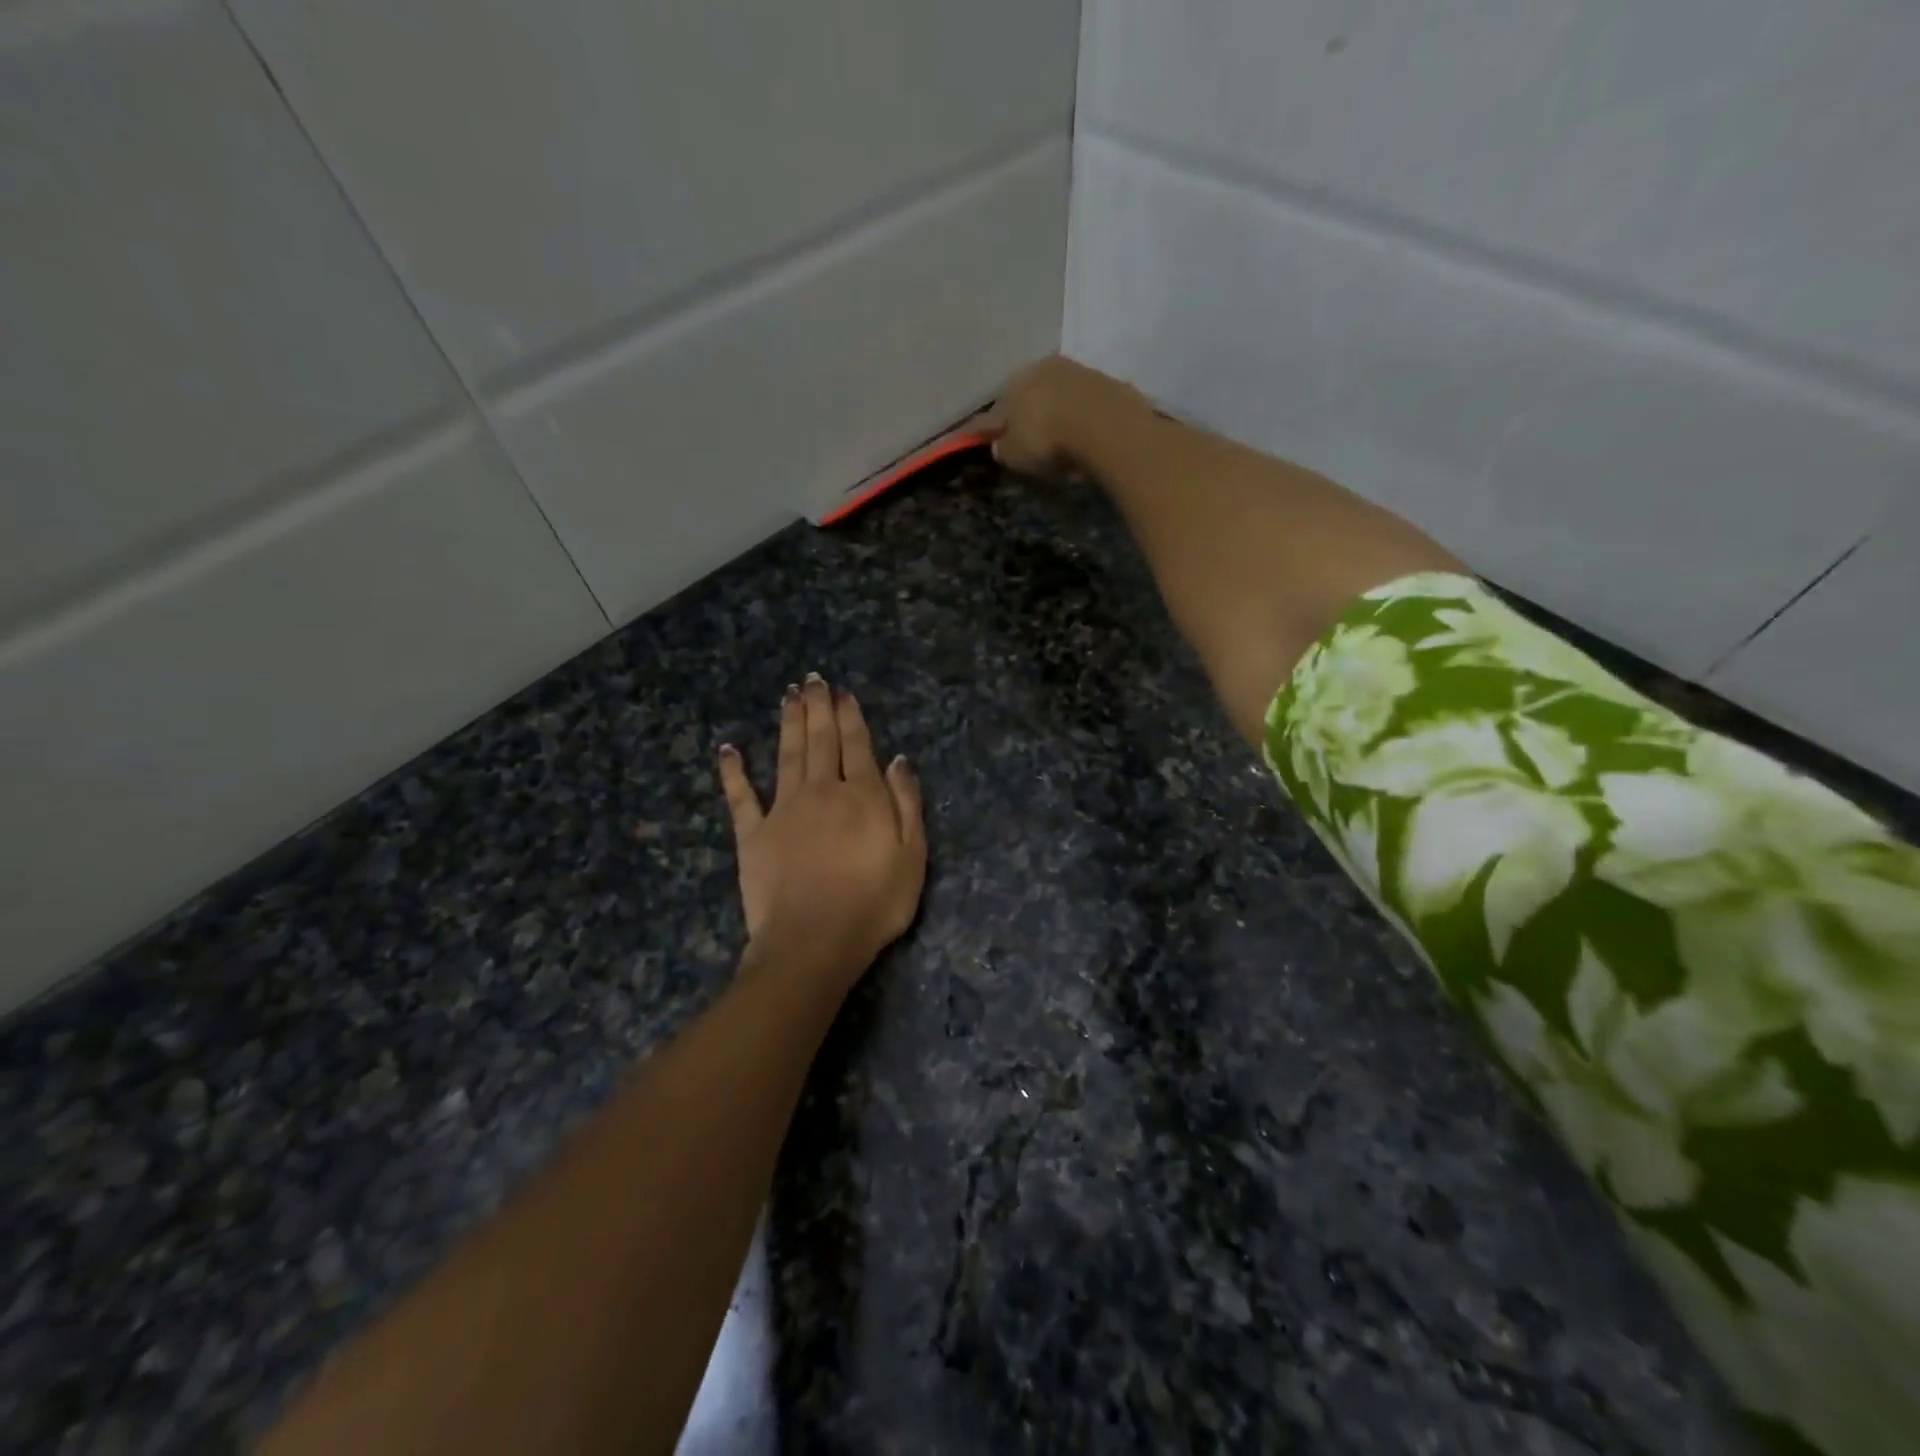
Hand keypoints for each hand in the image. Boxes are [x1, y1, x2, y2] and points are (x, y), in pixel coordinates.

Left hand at [716, 675, 926, 991]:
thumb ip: (907, 804)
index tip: (842, 693)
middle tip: (811, 680)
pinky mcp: (753, 834)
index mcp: (861, 797)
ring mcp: (783, 810)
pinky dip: (733, 772)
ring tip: (787, 696)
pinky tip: (728, 749)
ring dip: (787, 724)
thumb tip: (898, 760)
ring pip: (786, 756)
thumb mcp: (912, 856)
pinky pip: (741, 797)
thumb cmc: (873, 903)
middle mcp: (821, 792)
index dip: (850, 717)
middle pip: (820, 741)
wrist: (813, 942)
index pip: (856, 746)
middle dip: (817, 708)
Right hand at [979, 355, 1151, 478]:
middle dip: (1024, 415)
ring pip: (1056, 394)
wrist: (1106, 424)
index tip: (977, 437)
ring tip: (1057, 437)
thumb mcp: (1016, 455)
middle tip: (1025, 437)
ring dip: (1054, 412)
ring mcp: (1076, 371)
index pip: (993, 412)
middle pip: (1027, 396)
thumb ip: (1004, 449)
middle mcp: (1041, 368)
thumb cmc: (1049, 440)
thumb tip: (1000, 445)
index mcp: (1011, 385)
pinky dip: (1079, 416)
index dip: (984, 428)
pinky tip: (1082, 433)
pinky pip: (1083, 402)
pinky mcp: (1106, 380)